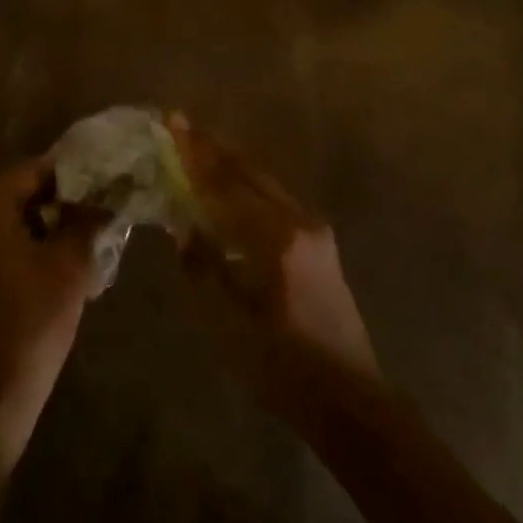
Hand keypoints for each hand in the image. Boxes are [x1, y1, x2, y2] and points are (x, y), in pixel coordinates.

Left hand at [0, 160, 106, 450]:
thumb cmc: (33, 321)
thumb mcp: (71, 265)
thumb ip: (86, 220)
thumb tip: (102, 196)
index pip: (31, 171)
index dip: (68, 174)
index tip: (99, 183)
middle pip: (16, 196)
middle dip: (56, 203)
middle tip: (92, 215)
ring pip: (5, 226)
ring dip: (40, 230)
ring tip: (77, 245)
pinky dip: (21, 253)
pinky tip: (49, 274)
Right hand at [168, 115, 379, 417]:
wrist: (350, 400)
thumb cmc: (284, 367)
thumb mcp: (230, 324)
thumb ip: (204, 268)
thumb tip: (185, 227)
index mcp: (276, 238)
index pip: (225, 185)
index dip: (194, 154)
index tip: (172, 121)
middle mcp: (299, 221)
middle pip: (248, 172)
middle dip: (212, 148)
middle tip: (181, 125)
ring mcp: (314, 230)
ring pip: (264, 182)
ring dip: (230, 163)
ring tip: (200, 146)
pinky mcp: (319, 243)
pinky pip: (275, 199)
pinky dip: (247, 185)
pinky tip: (230, 187)